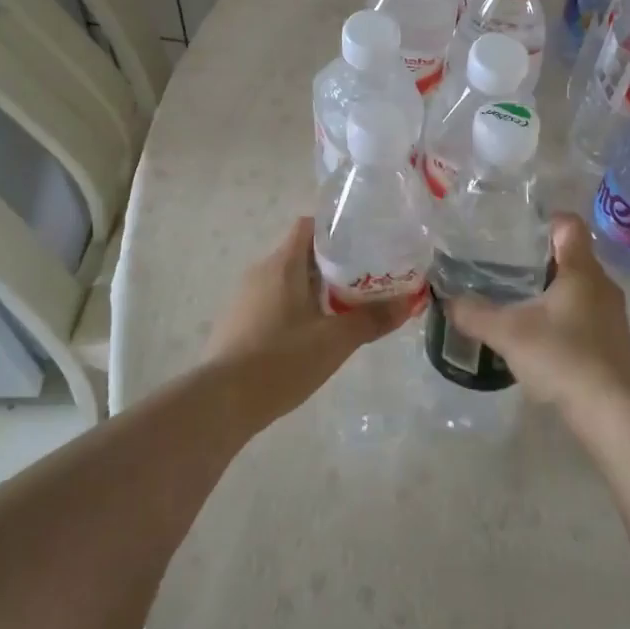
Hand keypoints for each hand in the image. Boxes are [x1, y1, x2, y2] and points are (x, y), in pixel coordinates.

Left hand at [205, 217, 409, 425]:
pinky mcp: (238, 322)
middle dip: (333, 264)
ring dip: (315, 289)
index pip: (309, 226)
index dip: (336, 230)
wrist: (222, 402)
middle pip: (301, 254)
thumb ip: (372, 319)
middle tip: (365, 280)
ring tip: (345, 308)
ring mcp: (245, 297)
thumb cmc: (281, 360)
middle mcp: (261, 271)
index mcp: (283, 263)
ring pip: (287, 280)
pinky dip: (295, 309)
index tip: (364, 244)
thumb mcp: (335, 341)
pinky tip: (312, 335)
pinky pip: (273, 302)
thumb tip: (408, 303)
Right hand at [445, 213, 629, 434]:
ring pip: (579, 287)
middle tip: (505, 267)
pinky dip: (563, 316)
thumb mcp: (507, 333)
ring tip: (517, 301)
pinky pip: (585, 314)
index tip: (517, 231)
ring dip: (551, 289)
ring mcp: (612, 315)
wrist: (610, 412)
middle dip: (540, 258)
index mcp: (582, 270)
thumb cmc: (562, 357)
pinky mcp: (614, 342)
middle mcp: (603, 285)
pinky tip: (539, 336)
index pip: (569, 225)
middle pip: (573, 256)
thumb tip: (448, 301)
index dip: (545, 221)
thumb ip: (474, 314)